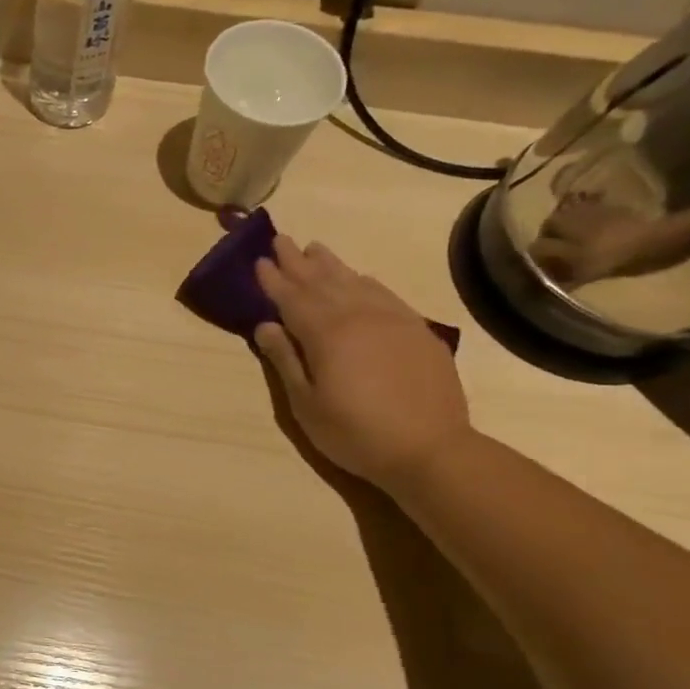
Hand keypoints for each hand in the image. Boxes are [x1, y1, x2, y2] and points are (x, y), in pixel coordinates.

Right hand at [252, 236, 472, 490]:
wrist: (431, 449)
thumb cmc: (355, 433)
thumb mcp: (306, 405)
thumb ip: (285, 361)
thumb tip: (265, 326)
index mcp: (326, 334)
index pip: (292, 298)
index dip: (273, 280)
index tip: (259, 261)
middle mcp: (358, 316)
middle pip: (322, 281)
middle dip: (298, 261)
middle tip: (281, 239)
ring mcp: (392, 320)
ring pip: (355, 281)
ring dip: (331, 264)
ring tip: (315, 248)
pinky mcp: (417, 330)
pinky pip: (385, 294)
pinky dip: (366, 281)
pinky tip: (360, 277)